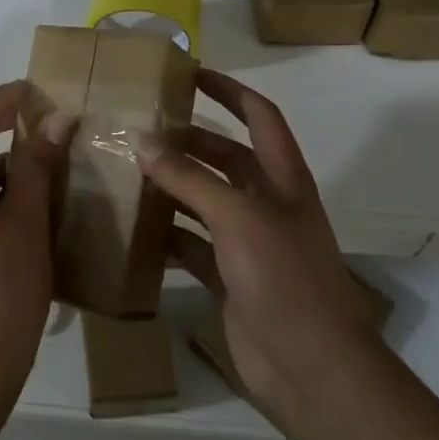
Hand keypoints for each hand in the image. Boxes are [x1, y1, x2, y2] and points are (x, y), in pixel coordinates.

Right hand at [141, 67, 382, 428]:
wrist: (310, 366)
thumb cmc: (283, 278)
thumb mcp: (237, 217)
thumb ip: (190, 179)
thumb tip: (144, 143)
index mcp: (282, 179)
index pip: (260, 116)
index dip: (230, 90)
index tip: (191, 73)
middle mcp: (267, 204)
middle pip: (226, 158)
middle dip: (189, 141)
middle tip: (141, 130)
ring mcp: (249, 242)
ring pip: (205, 201)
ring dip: (173, 187)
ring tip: (128, 173)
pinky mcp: (230, 277)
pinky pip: (192, 245)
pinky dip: (167, 237)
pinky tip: (135, 231)